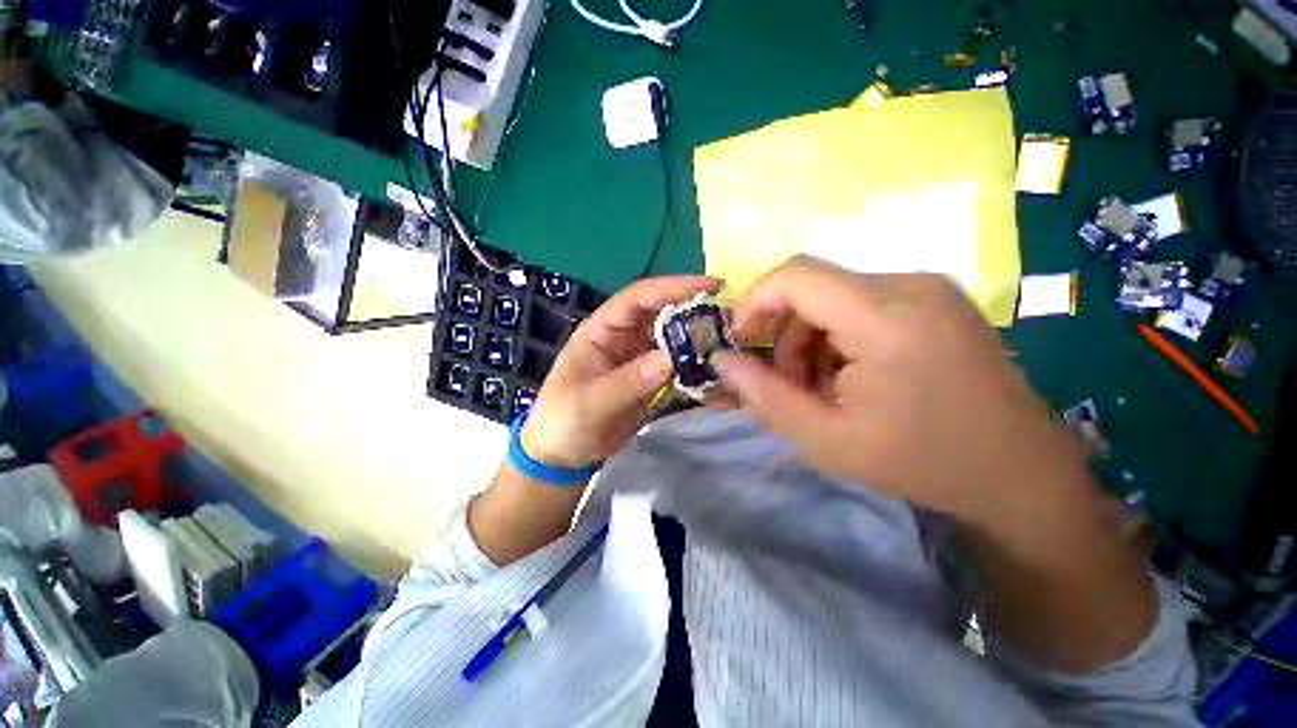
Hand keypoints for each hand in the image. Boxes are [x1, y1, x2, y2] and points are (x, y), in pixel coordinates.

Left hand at [521, 275, 721, 469]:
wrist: (563, 453)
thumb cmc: (564, 420)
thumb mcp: (591, 401)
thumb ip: (629, 380)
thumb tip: (672, 359)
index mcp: (602, 330)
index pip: (638, 298)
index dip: (672, 287)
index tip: (709, 286)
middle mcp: (623, 337)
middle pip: (661, 314)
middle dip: (693, 310)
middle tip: (730, 316)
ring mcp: (638, 358)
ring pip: (672, 338)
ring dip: (697, 337)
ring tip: (730, 339)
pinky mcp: (650, 379)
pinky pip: (675, 364)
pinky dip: (694, 363)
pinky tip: (715, 365)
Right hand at [713, 256, 1088, 524]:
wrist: (1020, 476)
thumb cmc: (921, 462)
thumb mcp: (824, 438)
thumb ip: (762, 395)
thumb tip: (721, 359)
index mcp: (885, 317)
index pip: (794, 275)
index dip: (754, 302)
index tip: (741, 341)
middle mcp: (910, 286)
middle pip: (813, 289)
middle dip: (785, 335)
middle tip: (789, 385)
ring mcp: (930, 290)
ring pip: (835, 298)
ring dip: (812, 340)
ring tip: (823, 388)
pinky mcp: (937, 302)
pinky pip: (863, 305)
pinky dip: (840, 338)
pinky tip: (854, 377)